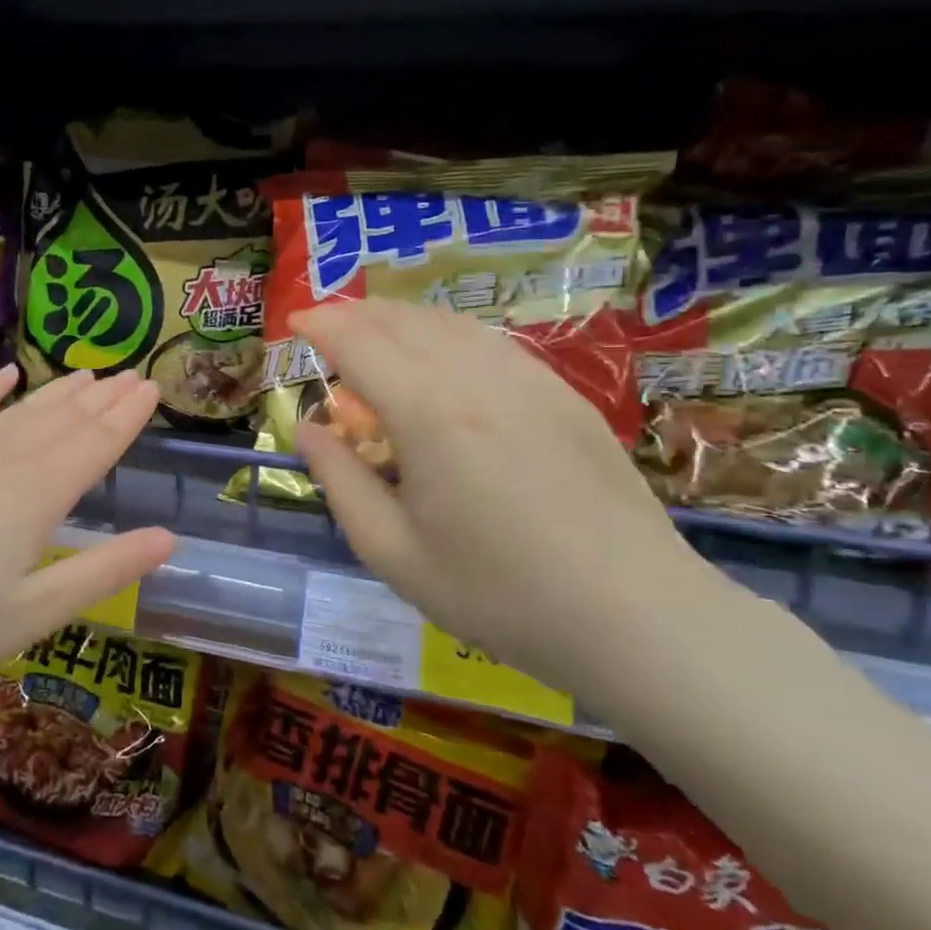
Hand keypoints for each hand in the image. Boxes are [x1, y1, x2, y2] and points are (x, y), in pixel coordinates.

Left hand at [0, 366, 175, 686]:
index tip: (152, 388)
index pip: (95, 444)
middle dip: (103, 397)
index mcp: (37, 496)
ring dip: (59, 391)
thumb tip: (168, 538)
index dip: (127, 417)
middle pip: (64, 420)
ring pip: (22, 411)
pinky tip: (6, 376)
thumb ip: (104, 571)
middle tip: (132, 373)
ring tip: (89, 373)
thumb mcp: (35, 612)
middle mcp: (4, 461)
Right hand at [292, 299, 721, 696]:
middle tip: (325, 323)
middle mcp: (477, 379)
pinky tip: (440, 351)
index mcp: (429, 415)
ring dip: (401, 317)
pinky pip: (491, 341)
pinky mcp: (565, 395)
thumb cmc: (498, 594)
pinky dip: (448, 332)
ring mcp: (530, 381)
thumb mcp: (393, 552)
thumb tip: (310, 429)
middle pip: (404, 322)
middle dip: (356, 313)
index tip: (294, 323)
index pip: (361, 345)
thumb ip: (341, 481)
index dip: (322, 326)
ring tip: (373, 329)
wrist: (635, 617)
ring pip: (450, 323)